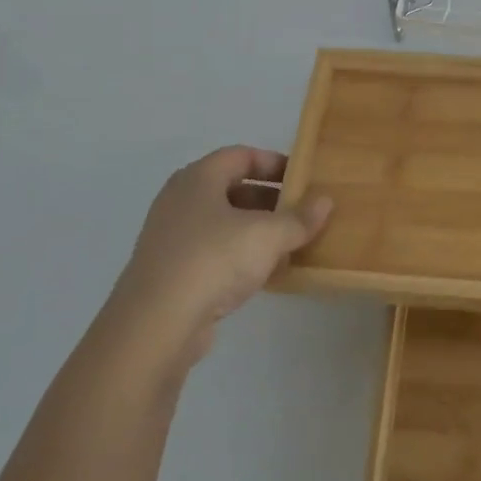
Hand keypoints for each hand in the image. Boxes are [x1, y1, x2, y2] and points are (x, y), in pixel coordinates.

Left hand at [115, 146, 332, 360]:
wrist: (155, 325)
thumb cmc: (213, 260)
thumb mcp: (267, 235)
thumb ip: (299, 218)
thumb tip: (326, 201)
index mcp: (198, 178)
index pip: (241, 156)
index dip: (274, 163)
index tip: (302, 179)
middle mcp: (180, 200)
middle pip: (232, 189)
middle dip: (269, 200)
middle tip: (300, 213)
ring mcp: (171, 238)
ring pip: (223, 224)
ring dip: (256, 232)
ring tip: (289, 245)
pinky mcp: (170, 272)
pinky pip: (212, 253)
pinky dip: (239, 257)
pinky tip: (264, 275)